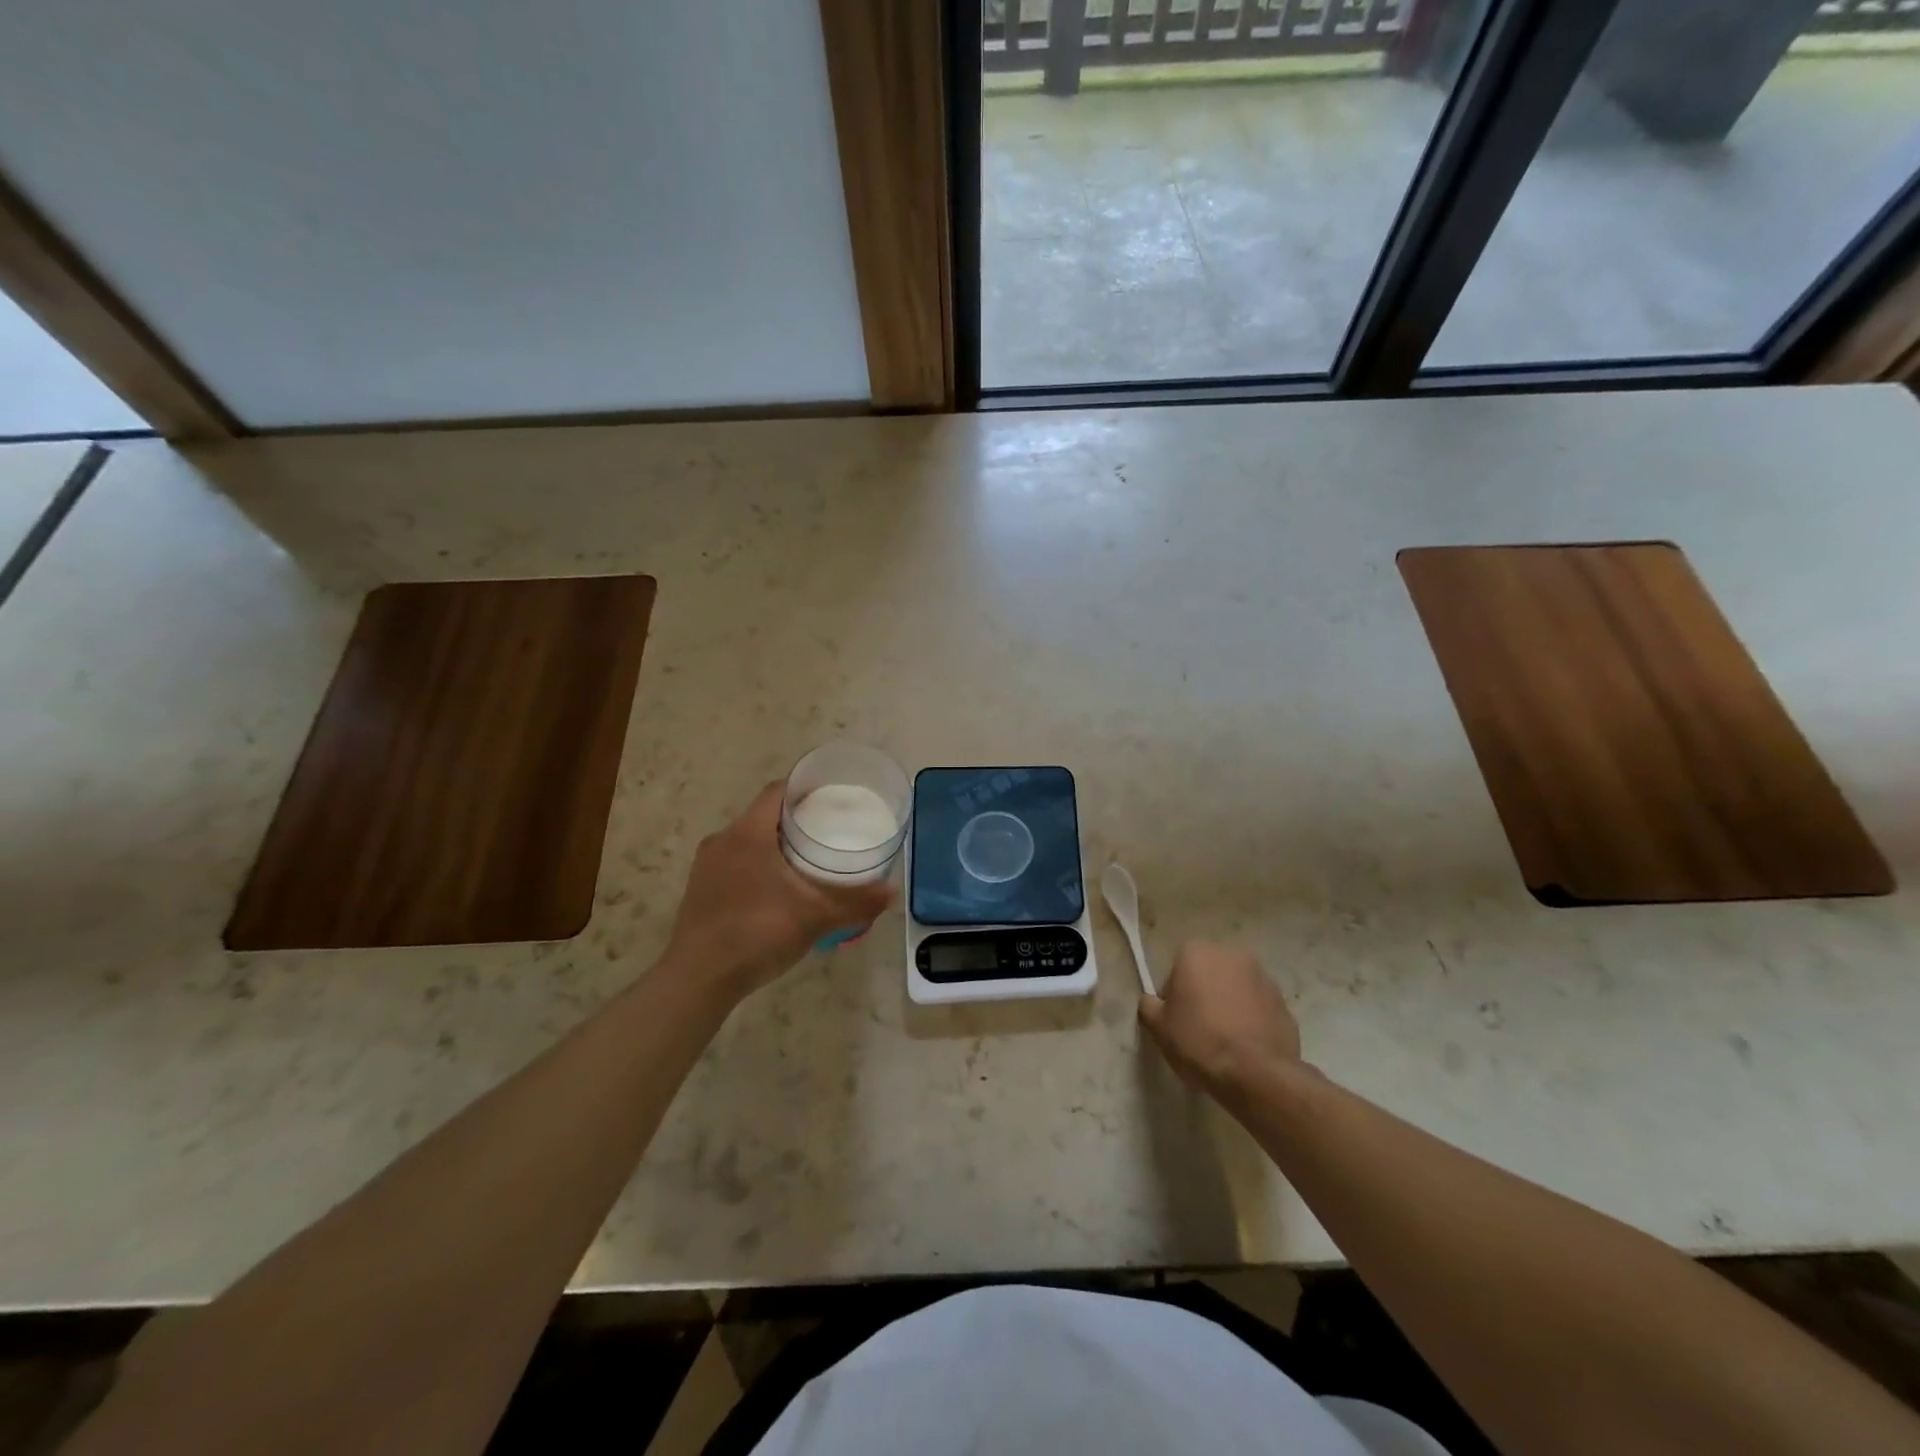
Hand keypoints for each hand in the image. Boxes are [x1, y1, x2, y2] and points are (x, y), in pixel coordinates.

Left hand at [663, 782, 893, 1000]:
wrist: (698, 980)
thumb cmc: (757, 934)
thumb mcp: (815, 917)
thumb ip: (856, 902)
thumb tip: (892, 892)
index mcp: (747, 833)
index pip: (778, 791)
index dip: (806, 788)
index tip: (833, 796)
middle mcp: (722, 840)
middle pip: (764, 815)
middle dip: (797, 819)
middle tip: (830, 830)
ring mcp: (706, 866)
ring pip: (748, 840)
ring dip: (776, 844)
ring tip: (808, 859)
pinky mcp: (700, 890)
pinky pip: (735, 863)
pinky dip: (759, 865)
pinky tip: (779, 890)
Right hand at [1139, 941, 1301, 1099]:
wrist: (1256, 1073)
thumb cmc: (1199, 1041)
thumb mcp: (1158, 1026)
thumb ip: (1149, 1005)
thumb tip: (1152, 1001)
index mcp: (1197, 952)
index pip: (1176, 971)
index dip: (1174, 997)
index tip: (1176, 1021)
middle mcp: (1232, 954)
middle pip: (1209, 975)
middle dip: (1204, 995)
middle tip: (1198, 1029)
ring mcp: (1263, 977)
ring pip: (1236, 989)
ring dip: (1229, 1005)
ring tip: (1225, 1041)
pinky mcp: (1284, 1003)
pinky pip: (1259, 1008)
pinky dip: (1252, 1020)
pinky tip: (1245, 1047)